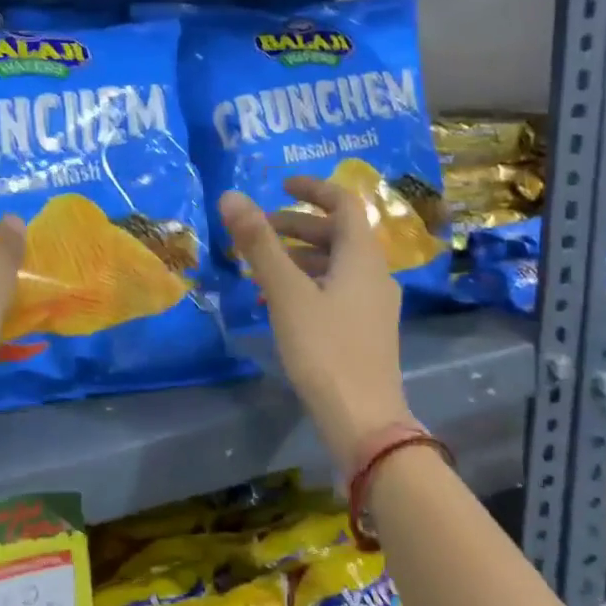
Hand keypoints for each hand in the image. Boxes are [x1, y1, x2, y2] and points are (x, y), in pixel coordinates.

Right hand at [220, 178, 411, 470]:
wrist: (363, 419)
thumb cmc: (324, 349)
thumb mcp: (286, 293)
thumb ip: (259, 244)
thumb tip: (230, 196)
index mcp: (363, 258)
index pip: (344, 204)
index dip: (313, 188)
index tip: (280, 185)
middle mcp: (375, 275)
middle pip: (338, 234)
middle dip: (297, 226)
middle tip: (258, 231)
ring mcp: (374, 306)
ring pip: (336, 265)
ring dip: (300, 257)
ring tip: (261, 268)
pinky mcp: (366, 331)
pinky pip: (336, 290)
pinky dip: (308, 283)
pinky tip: (281, 304)